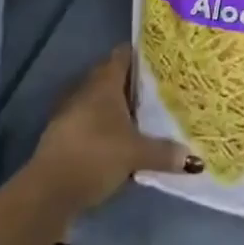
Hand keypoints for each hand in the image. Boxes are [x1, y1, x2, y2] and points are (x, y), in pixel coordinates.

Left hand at [29, 46, 196, 216]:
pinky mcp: (67, 135)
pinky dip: (108, 127)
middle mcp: (88, 90)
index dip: (141, 53)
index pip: (123, 54)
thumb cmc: (95, 155)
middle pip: (114, 77)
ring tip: (147, 115)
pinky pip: (93, 122)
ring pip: (103, 101)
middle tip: (161, 89)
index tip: (162, 58)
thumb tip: (194, 159)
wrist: (48, 191)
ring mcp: (74, 112)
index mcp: (105, 82)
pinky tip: (123, 141)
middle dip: (134, 83)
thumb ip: (164, 152)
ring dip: (120, 108)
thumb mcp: (135, 154)